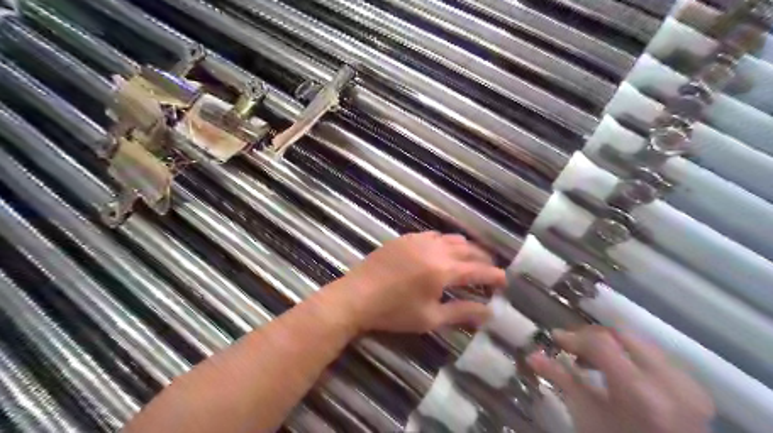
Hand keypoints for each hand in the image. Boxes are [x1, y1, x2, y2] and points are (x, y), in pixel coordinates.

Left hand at [328, 231, 504, 333]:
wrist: (356, 296)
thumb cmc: (394, 312)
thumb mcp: (430, 318)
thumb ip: (461, 312)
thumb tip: (489, 312)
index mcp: (443, 270)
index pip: (477, 269)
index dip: (493, 275)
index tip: (505, 280)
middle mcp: (435, 249)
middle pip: (467, 249)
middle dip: (483, 258)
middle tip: (491, 268)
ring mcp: (418, 240)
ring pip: (451, 238)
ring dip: (466, 247)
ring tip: (472, 257)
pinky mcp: (405, 238)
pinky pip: (433, 235)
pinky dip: (446, 241)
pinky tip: (444, 249)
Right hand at [528, 326, 714, 432]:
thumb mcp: (587, 416)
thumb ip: (562, 380)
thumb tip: (532, 355)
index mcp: (640, 392)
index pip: (601, 342)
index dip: (575, 337)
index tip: (555, 339)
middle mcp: (669, 382)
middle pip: (623, 334)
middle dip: (593, 336)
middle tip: (572, 347)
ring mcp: (688, 384)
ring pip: (640, 342)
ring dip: (611, 344)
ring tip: (592, 360)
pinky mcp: (695, 388)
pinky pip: (655, 355)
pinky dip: (630, 355)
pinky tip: (617, 371)